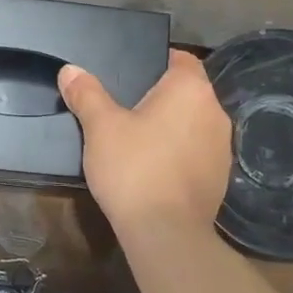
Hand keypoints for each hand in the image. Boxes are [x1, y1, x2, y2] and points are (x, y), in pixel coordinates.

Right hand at [58, 50, 231, 237]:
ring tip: (139, 139)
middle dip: (162, 96)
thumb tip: (70, 70)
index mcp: (191, 90)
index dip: (158, 61)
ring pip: (194, 124)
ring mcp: (222, 147)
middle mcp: (215, 112)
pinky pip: (197, 153)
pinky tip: (155, 168)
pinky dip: (179, 154)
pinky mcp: (221, 177)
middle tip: (127, 106)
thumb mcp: (101, 127)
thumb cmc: (134, 168)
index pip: (182, 59)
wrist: (166, 233)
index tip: (132, 74)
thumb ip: (87, 94)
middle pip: (188, 92)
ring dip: (173, 127)